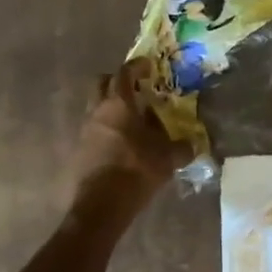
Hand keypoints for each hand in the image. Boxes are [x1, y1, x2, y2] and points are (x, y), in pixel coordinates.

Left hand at [70, 58, 189, 216]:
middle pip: (102, 83)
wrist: (100, 205)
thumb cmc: (136, 170)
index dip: (137, 66)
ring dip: (112, 107)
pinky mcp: (79, 149)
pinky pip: (94, 129)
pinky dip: (107, 129)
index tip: (148, 66)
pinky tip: (123, 144)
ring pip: (96, 106)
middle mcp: (98, 111)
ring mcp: (85, 130)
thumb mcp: (167, 158)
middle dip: (117, 81)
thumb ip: (181, 147)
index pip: (125, 73)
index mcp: (119, 104)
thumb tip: (192, 144)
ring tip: (133, 121)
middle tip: (136, 89)